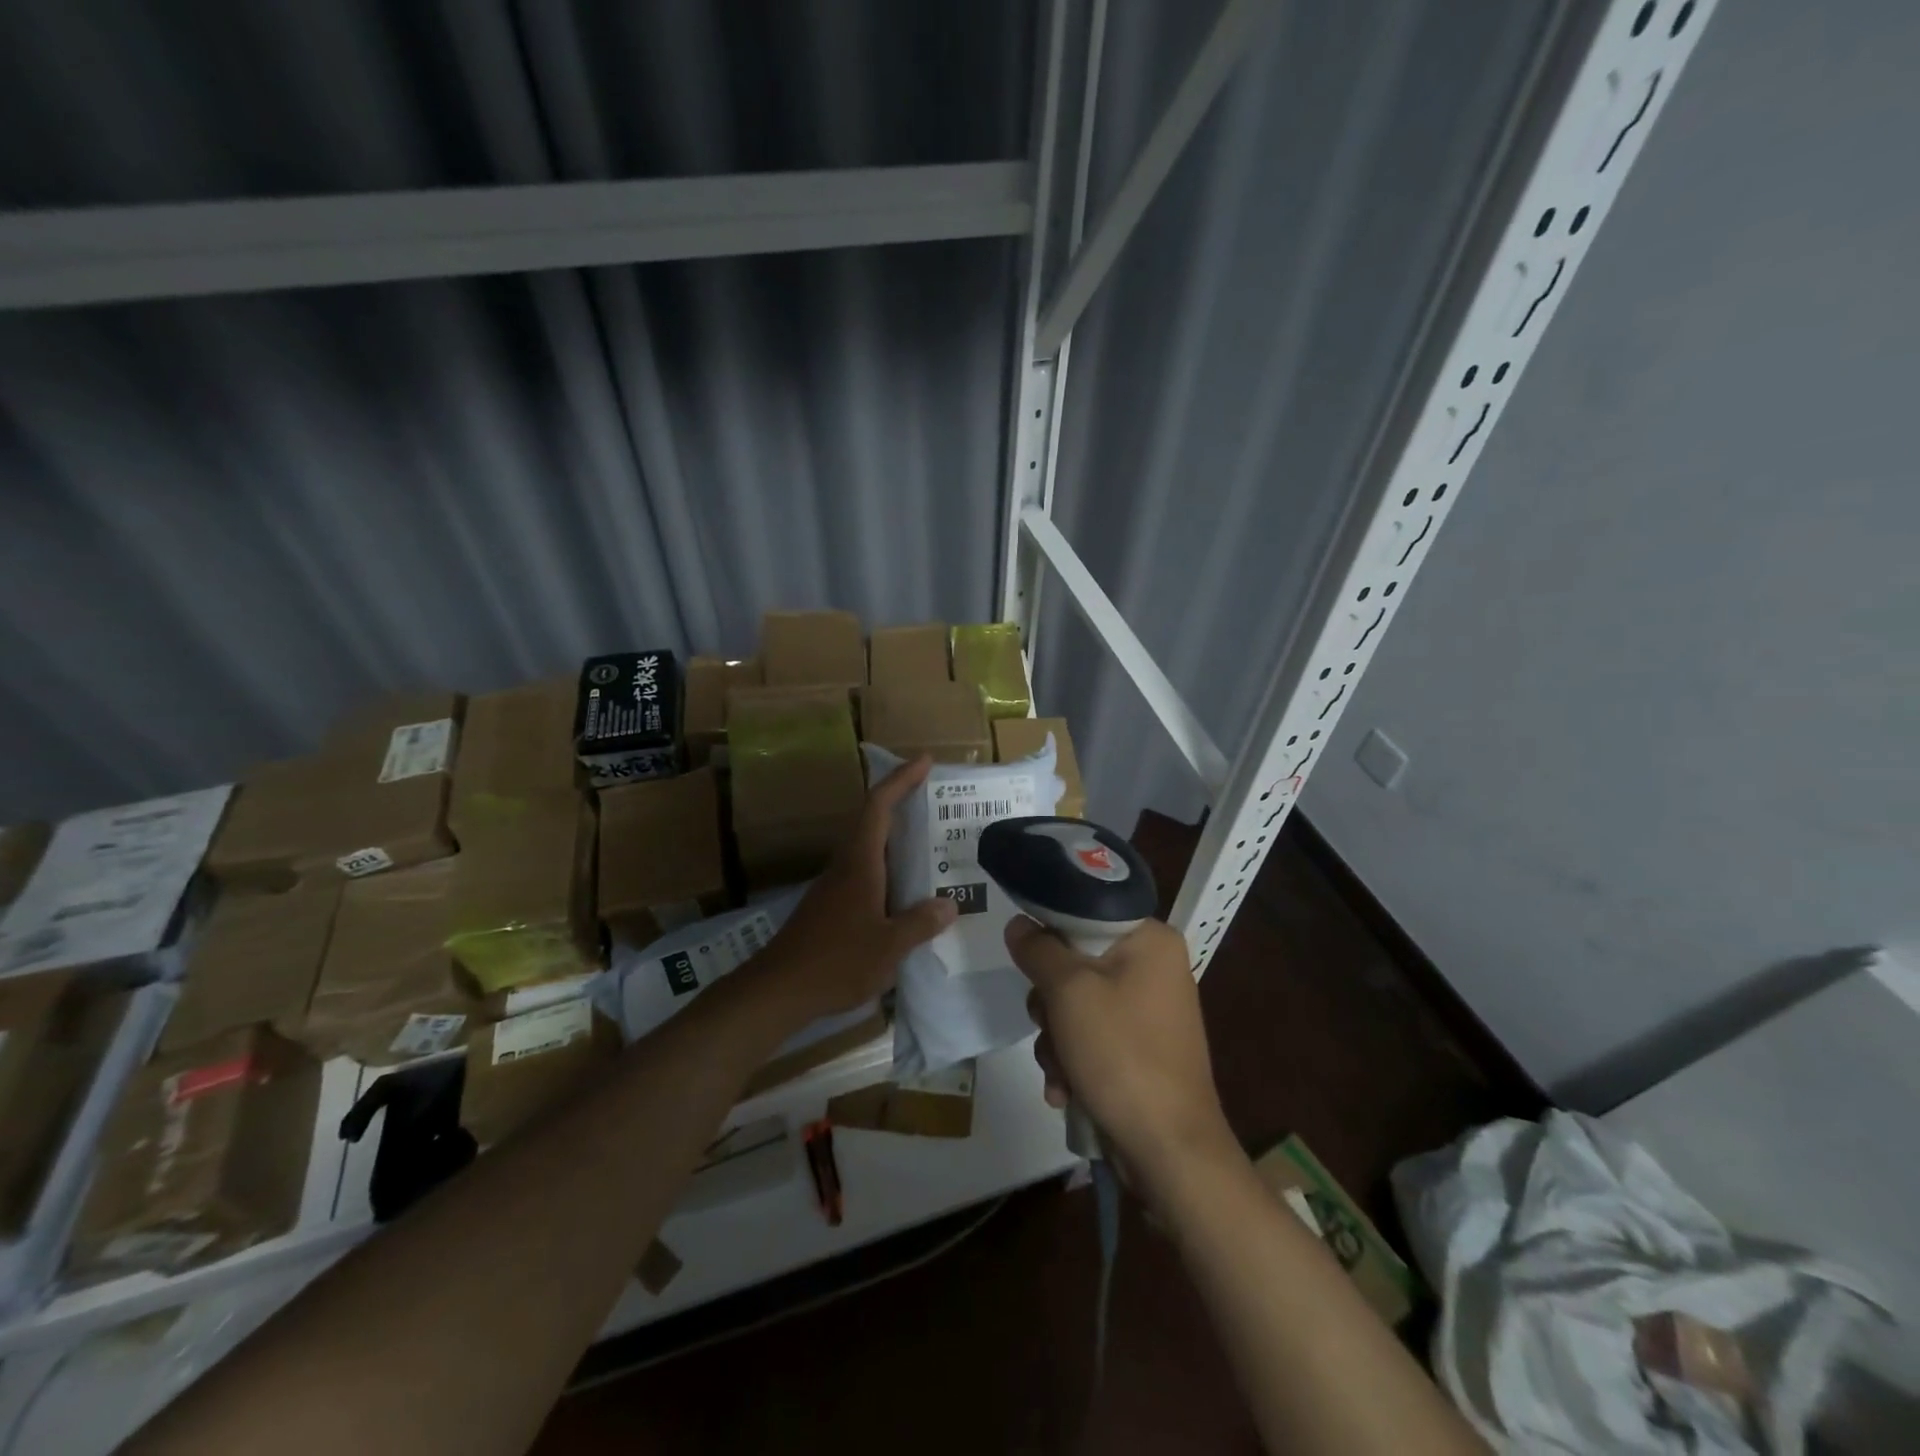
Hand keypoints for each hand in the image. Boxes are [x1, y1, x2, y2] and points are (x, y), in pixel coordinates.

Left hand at [756, 755, 956, 1023]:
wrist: (777, 990)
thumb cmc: (835, 962)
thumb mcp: (888, 947)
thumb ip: (920, 923)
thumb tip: (949, 904)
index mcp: (860, 863)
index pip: (879, 806)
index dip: (901, 779)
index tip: (925, 761)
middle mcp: (846, 865)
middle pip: (872, 820)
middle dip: (902, 802)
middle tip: (936, 800)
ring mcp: (835, 886)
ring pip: (868, 847)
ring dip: (895, 837)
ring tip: (930, 844)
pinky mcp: (830, 906)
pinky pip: (865, 872)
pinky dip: (888, 868)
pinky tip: (906, 891)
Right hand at [1007, 916, 1234, 1187]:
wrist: (1170, 1151)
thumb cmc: (1121, 1054)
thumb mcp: (1069, 992)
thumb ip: (1038, 949)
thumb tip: (1019, 923)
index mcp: (1151, 940)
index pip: (1086, 911)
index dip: (1051, 933)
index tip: (1028, 959)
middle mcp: (1155, 968)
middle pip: (1077, 962)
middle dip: (1050, 1003)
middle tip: (1048, 1024)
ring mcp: (1150, 1011)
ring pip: (1078, 1004)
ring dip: (1057, 1039)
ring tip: (1059, 1071)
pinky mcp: (1142, 1048)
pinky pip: (1094, 1036)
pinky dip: (1074, 1060)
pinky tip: (1066, 1090)